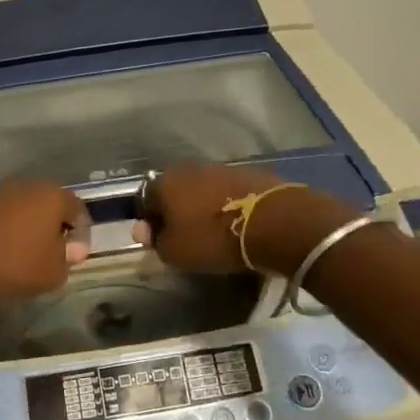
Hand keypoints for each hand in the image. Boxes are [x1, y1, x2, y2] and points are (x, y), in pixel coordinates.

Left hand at [0, 179, 91, 304]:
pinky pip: (0, 215)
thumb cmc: (13, 266)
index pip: (78, 209)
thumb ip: (68, 257)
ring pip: (24, 207)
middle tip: (53, 252)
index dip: (82, 233)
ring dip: (28, 226)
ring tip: (25, 253)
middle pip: (50, 203)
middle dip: (55, 226)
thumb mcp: (53, 273)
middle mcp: (26, 185)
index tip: (76, 256)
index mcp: (52, 196)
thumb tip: (71, 248)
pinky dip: (5, 228)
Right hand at [135, 165, 358, 274]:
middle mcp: (189, 168)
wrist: (274, 222)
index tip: (159, 241)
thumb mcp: (175, 252)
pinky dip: (228, 204)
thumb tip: (145, 230)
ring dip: (203, 206)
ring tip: (214, 231)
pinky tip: (237, 223)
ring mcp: (221, 168)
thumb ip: (155, 240)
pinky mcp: (249, 173)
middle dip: (177, 211)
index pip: (146, 200)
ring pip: (202, 189)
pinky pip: (228, 191)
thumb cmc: (214, 238)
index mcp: (166, 182)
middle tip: (186, 236)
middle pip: (175, 191)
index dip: (150, 222)